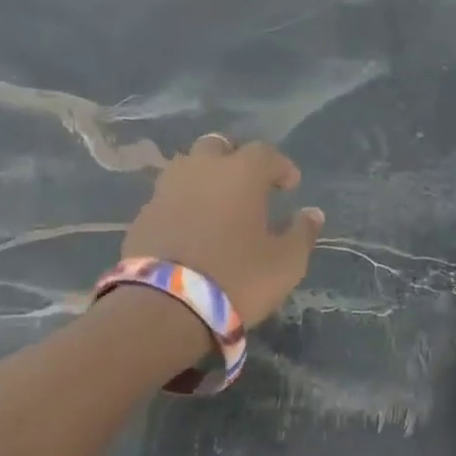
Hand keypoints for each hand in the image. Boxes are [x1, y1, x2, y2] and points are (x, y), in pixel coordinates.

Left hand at [123, 135, 323, 326]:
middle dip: (236, 160)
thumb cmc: (238, 278)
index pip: (265, 153)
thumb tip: (312, 214)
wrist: (164, 307)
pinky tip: (192, 228)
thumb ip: (302, 233)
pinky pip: (169, 197)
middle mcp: (201, 170)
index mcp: (241, 173)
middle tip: (249, 186)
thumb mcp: (286, 262)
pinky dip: (183, 204)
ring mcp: (166, 190)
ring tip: (218, 205)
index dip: (281, 167)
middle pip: (218, 147)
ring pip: (188, 168)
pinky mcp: (142, 216)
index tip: (290, 186)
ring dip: (205, 178)